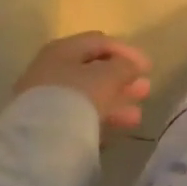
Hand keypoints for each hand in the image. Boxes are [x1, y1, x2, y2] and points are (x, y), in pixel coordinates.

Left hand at [14, 32, 151, 133]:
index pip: (100, 42)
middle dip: (122, 80)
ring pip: (87, 96)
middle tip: (145, 90)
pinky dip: (98, 120)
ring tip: (136, 117)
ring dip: (114, 102)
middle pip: (93, 70)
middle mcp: (51, 69)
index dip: (127, 52)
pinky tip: (115, 131)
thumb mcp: (108, 75)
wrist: (38, 143)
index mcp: (63, 49)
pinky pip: (77, 117)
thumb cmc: (77, 96)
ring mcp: (45, 99)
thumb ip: (124, 66)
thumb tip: (131, 66)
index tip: (148, 68)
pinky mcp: (44, 126)